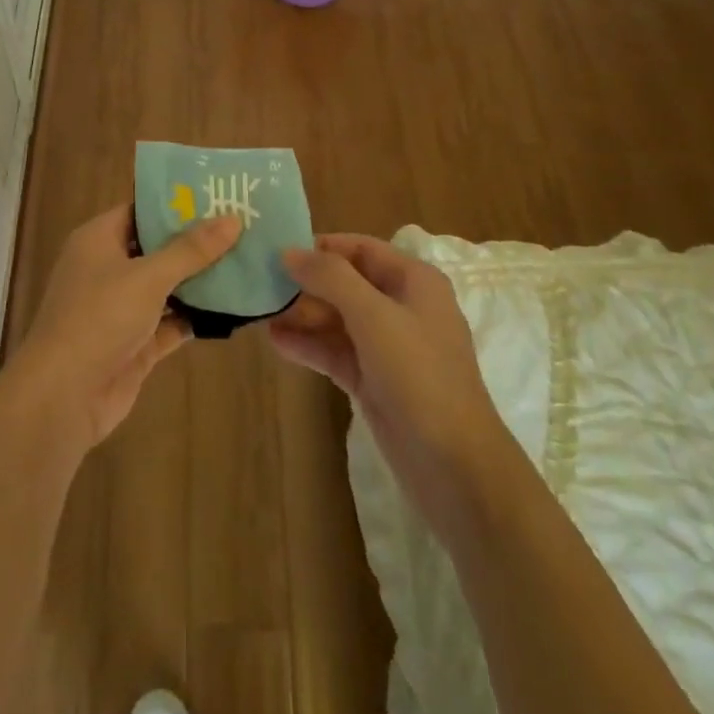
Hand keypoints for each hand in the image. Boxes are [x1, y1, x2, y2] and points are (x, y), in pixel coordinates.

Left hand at [9, 204, 241, 450]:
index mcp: (99, 240)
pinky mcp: (134, 344)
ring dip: (199, 280)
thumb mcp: (148, 277)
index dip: (176, 203)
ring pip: (166, 287)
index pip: (140, 210)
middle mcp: (108, 269)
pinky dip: (194, 317)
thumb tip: (233, 219)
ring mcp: (120, 309)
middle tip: (243, 227)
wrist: (63, 396)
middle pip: (156, 248)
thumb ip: (191, 250)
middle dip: (195, 242)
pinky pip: (170, 323)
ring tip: (246, 262)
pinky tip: (231, 308)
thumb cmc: (99, 318)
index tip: (218, 195)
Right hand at [268, 234, 509, 539]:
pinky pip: (336, 352)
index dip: (322, 247)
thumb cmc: (419, 376)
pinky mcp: (374, 380)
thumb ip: (331, 278)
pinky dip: (309, 346)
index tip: (278, 251)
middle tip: (261, 285)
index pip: (362, 249)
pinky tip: (275, 342)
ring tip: (259, 312)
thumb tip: (289, 252)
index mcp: (414, 281)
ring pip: (338, 320)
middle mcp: (402, 307)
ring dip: (302, 315)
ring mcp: (388, 347)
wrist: (454, 466)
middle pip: (346, 283)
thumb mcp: (374, 316)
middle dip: (306, 283)